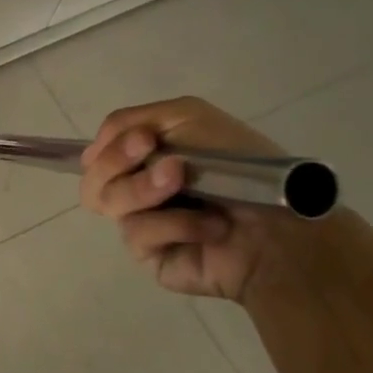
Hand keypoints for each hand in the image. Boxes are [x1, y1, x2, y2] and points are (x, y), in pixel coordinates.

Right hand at [79, 97, 301, 303]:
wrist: (281, 227)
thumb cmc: (242, 167)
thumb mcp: (189, 117)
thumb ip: (131, 118)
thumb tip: (91, 152)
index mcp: (144, 157)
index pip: (98, 149)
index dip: (111, 144)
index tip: (145, 141)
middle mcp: (136, 188)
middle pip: (92, 176)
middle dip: (119, 163)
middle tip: (167, 164)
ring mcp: (140, 223)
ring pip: (107, 201)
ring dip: (146, 189)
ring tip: (185, 186)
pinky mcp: (148, 256)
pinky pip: (136, 233)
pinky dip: (176, 224)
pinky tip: (209, 226)